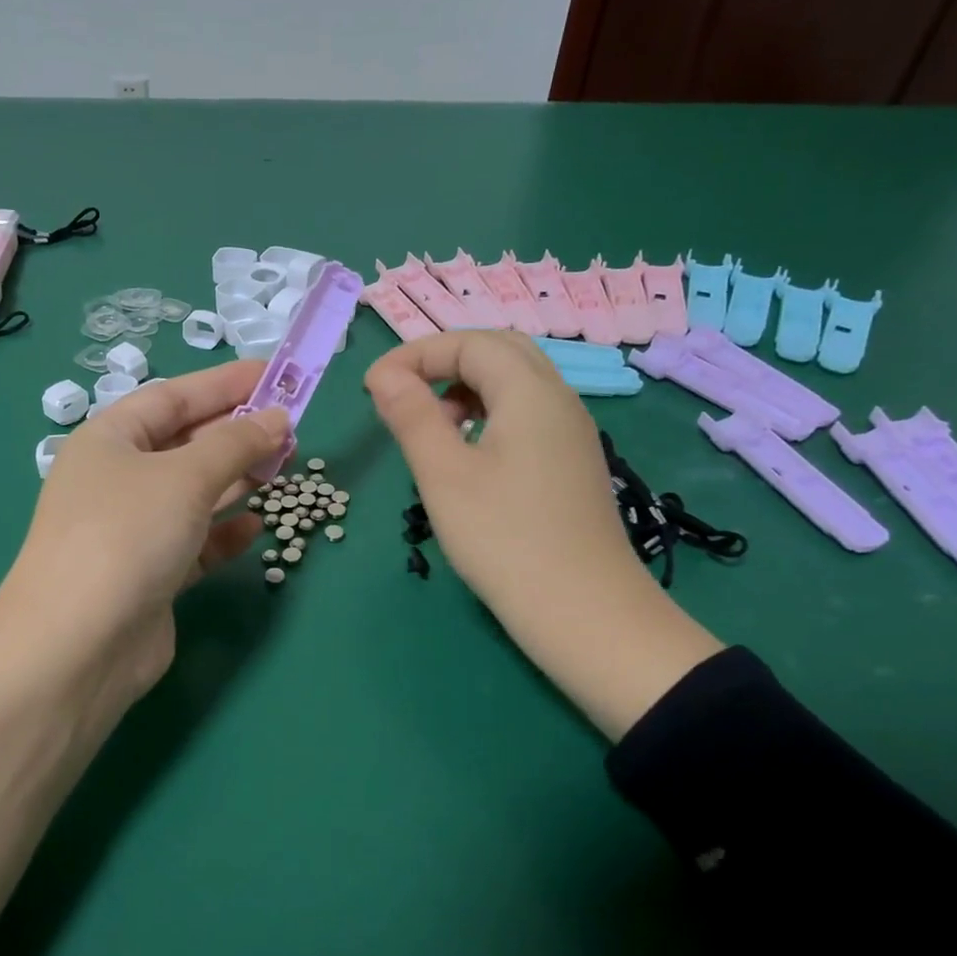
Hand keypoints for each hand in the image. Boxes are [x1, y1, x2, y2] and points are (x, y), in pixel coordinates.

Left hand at [0, 361, 289, 748]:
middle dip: (237, 433)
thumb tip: (278, 419)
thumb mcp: (185, 477)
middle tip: (291, 428)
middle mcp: (117, 479)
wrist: (79, 645)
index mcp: (109, 440)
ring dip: (236, 481)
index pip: (174, 396)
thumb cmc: (126, 536)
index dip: (226, 383)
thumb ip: (236, 443)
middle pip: (185, 443)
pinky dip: (224, 532)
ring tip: (283, 468)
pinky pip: (195, 541)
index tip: (277, 375)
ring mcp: (132, 529)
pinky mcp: (150, 574)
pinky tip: (256, 527)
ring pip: (193, 493)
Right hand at [364, 331, 720, 738]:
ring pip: (517, 382)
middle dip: (444, 361)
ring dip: (467, 386)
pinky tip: (468, 453)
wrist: (584, 612)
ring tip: (431, 426)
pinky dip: (490, 413)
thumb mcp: (443, 474)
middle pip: (500, 351)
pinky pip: (528, 414)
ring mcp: (572, 433)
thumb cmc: (504, 540)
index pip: (469, 343)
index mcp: (530, 392)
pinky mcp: (573, 463)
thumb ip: (411, 415)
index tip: (372, 388)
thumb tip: (384, 375)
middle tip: (402, 395)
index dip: (415, 354)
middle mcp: (559, 399)